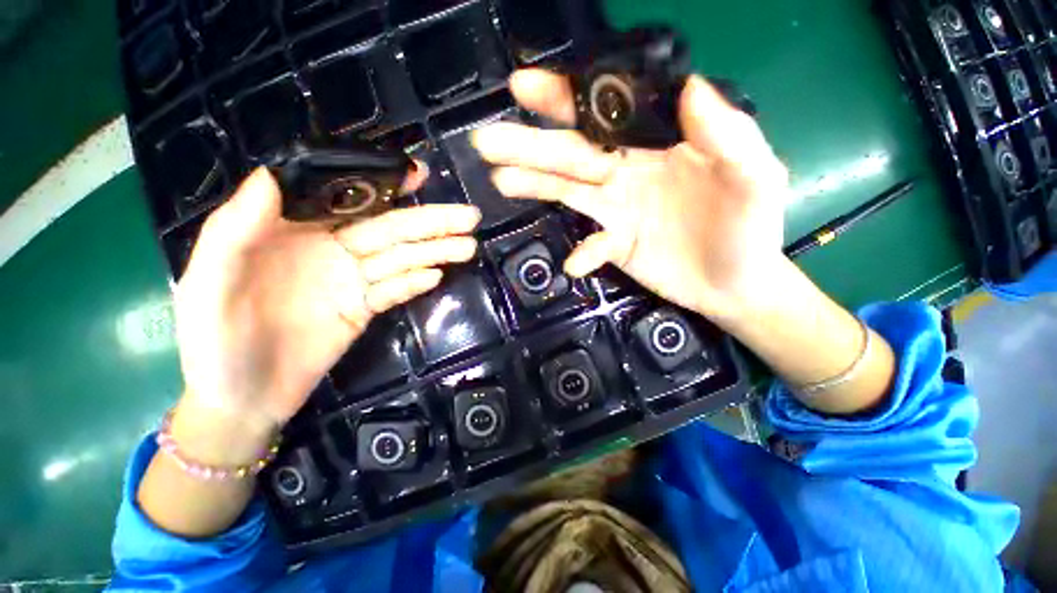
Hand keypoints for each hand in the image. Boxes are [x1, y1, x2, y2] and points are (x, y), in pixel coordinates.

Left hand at [174, 168, 480, 433]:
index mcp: (291, 232)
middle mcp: (329, 250)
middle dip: (430, 222)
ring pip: (400, 259)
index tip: (419, 175)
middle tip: (469, 217)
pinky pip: (395, 290)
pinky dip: (415, 282)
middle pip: (388, 230)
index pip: (345, 198)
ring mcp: (351, 281)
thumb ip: (235, 230)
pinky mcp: (363, 309)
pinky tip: (437, 275)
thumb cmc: (214, 342)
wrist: (241, 399)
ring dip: (435, 252)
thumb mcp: (209, 283)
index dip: (384, 184)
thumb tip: (269, 176)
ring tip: (468, 246)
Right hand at [472, 70, 789, 325]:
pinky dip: (583, 254)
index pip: (607, 113)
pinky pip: (591, 246)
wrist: (736, 283)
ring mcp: (616, 211)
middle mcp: (627, 173)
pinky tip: (577, 263)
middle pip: (572, 154)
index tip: (524, 86)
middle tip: (487, 140)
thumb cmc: (749, 228)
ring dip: (535, 187)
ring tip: (501, 180)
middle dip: (529, 145)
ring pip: (568, 193)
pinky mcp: (615, 245)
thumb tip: (692, 89)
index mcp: (657, 146)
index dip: (566, 99)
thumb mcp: (755, 177)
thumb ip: (728, 135)